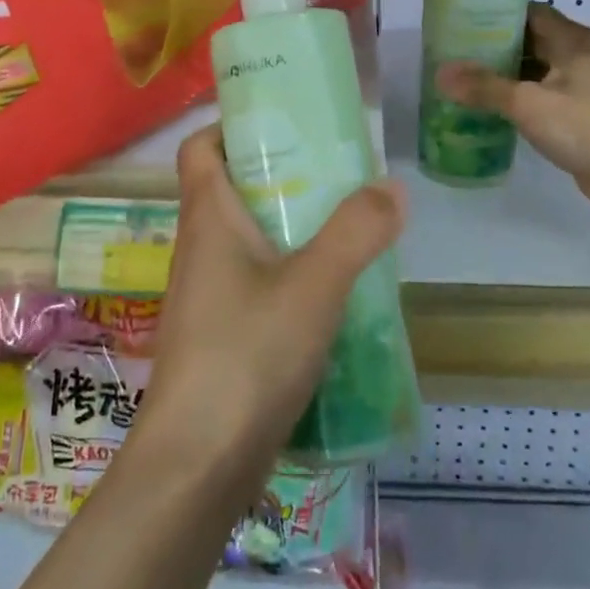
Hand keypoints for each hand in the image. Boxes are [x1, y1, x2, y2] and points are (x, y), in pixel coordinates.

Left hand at [137, 126, 405, 496]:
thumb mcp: (314, 284)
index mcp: (208, 218)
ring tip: (346, 228)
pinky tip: (334, 293)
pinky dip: (291, 275)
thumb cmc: (246, 354)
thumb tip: (392, 186)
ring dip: (291, 228)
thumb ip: (356, 231)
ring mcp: (208, 296)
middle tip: (336, 175)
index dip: (233, 125)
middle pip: (233, 189)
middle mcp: (201, 249)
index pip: (201, 147)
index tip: (284, 123)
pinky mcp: (222, 336)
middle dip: (281, 175)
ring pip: (249, 240)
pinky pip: (258, 284)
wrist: (198, 465)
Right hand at [436, 3, 589, 218]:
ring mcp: (588, 87)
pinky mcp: (587, 116)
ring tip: (470, 81)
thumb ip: (483, 87)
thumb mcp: (526, 102)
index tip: (465, 22)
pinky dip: (524, 100)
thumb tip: (441, 74)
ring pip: (541, 72)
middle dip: (499, 47)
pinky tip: (496, 110)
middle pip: (535, 42)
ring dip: (510, 76)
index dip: (499, 14)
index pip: (532, 13)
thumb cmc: (582, 124)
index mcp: (574, 41)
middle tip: (459, 54)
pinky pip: (548, 98)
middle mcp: (583, 57)